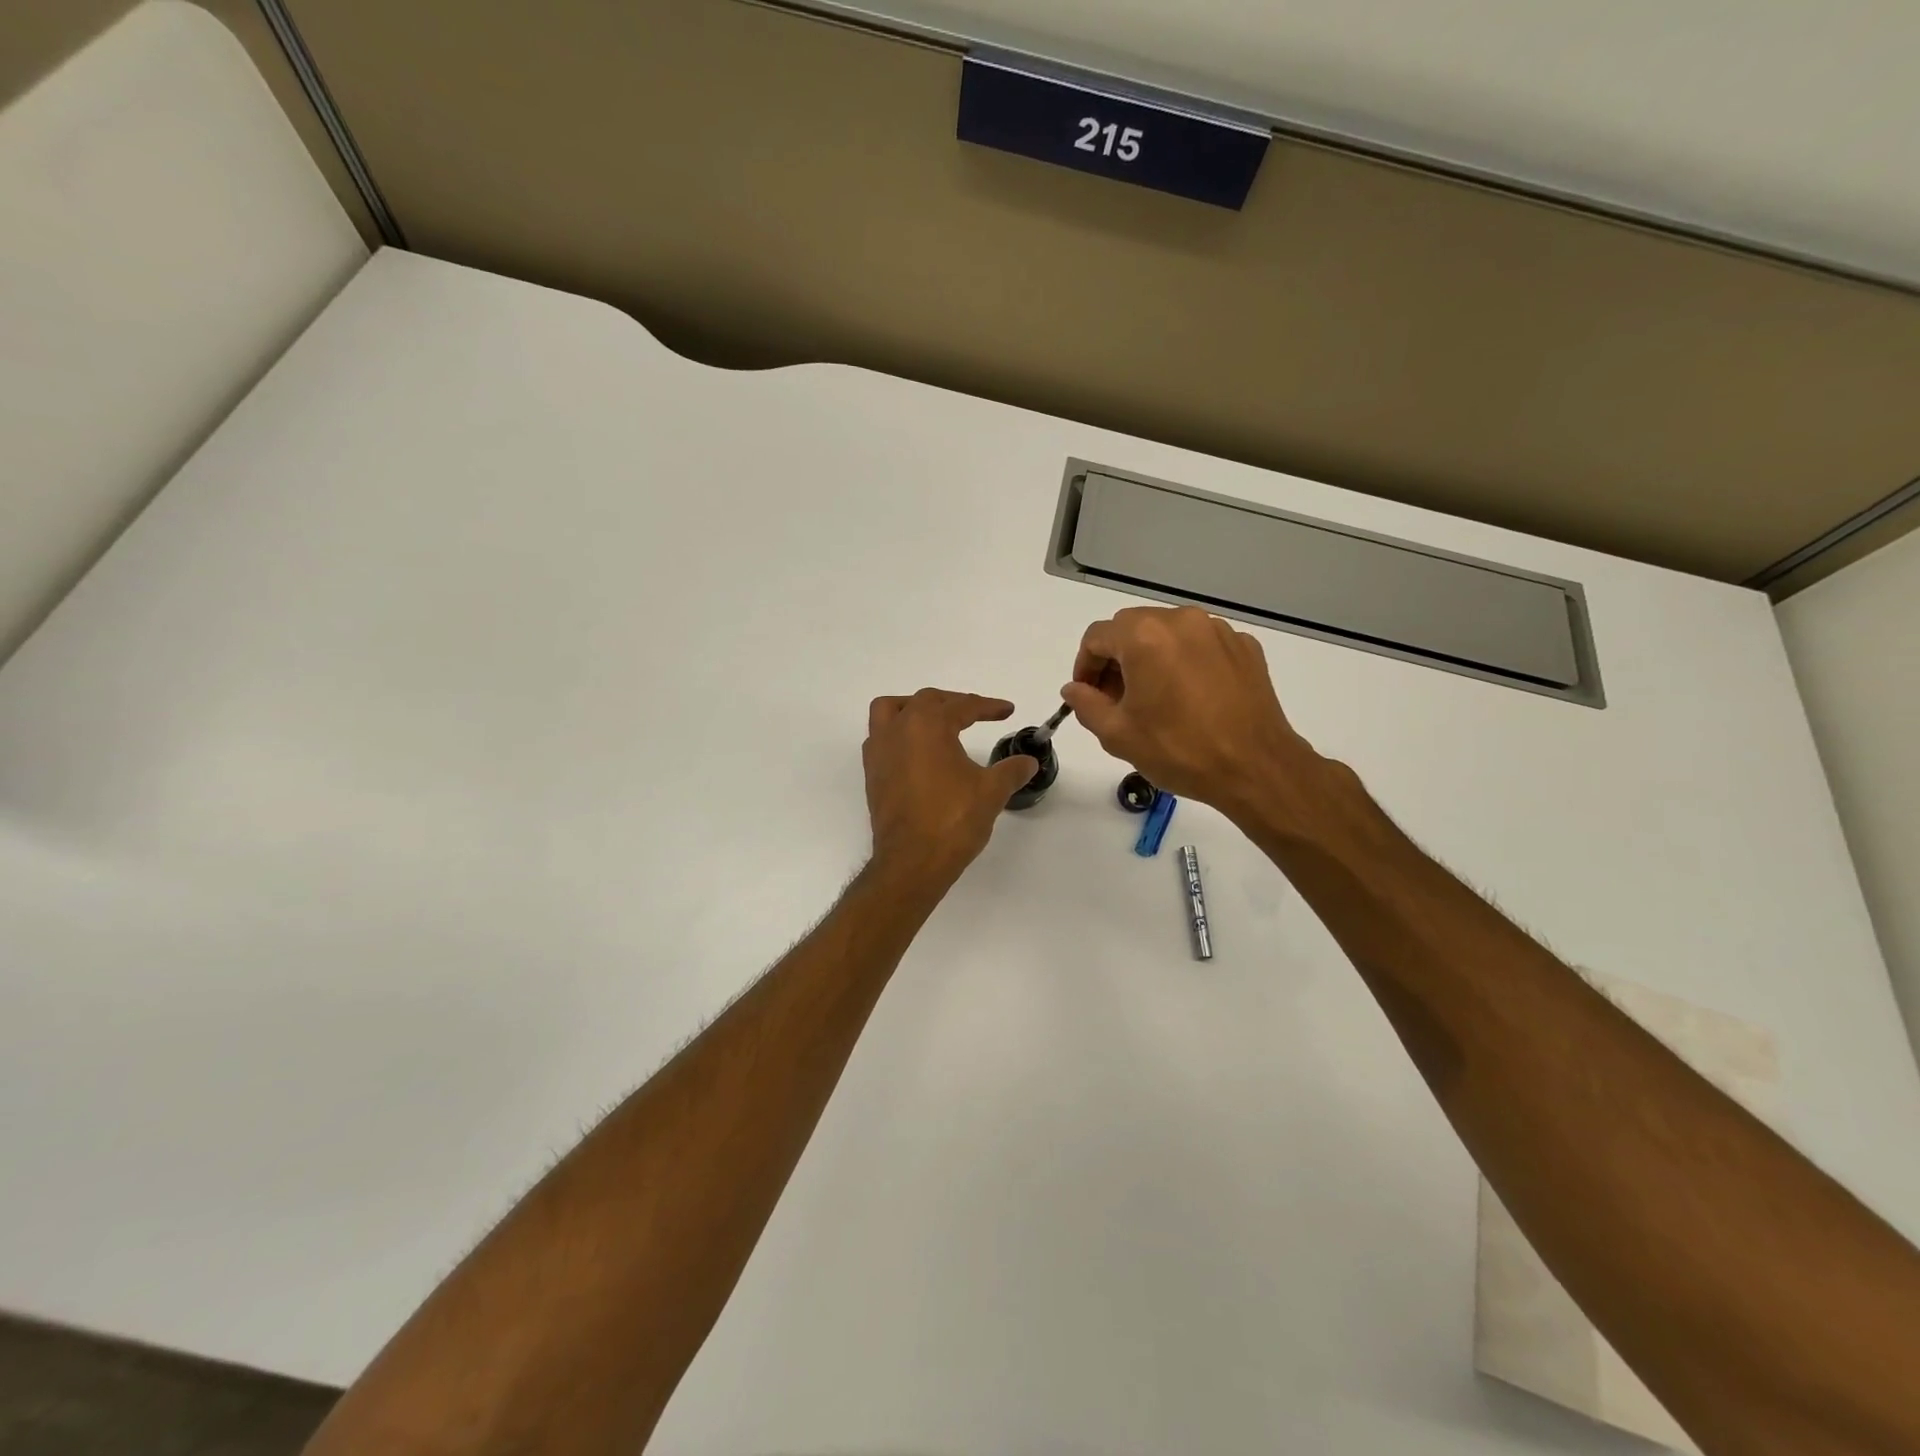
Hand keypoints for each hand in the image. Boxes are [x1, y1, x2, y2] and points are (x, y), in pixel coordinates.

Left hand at [863, 689, 1038, 890]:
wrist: (911, 861)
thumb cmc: (952, 820)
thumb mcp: (991, 792)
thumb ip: (1011, 770)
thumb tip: (1028, 761)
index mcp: (928, 725)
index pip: (962, 706)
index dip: (988, 707)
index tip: (1007, 710)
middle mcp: (898, 729)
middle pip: (926, 701)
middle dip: (954, 703)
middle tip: (978, 714)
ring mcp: (879, 751)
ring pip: (891, 711)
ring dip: (914, 709)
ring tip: (936, 721)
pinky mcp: (872, 773)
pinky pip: (880, 737)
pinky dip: (898, 733)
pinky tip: (917, 751)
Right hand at [1061, 606, 1321, 817]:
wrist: (1255, 767)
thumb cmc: (1179, 750)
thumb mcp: (1118, 734)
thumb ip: (1086, 704)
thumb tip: (1074, 689)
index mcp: (1144, 637)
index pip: (1096, 637)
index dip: (1084, 666)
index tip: (1087, 695)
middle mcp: (1181, 621)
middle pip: (1132, 627)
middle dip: (1116, 658)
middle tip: (1116, 699)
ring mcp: (1217, 631)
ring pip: (1168, 633)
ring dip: (1151, 657)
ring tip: (1154, 698)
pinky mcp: (1244, 647)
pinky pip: (1201, 644)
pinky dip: (1185, 661)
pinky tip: (1190, 697)